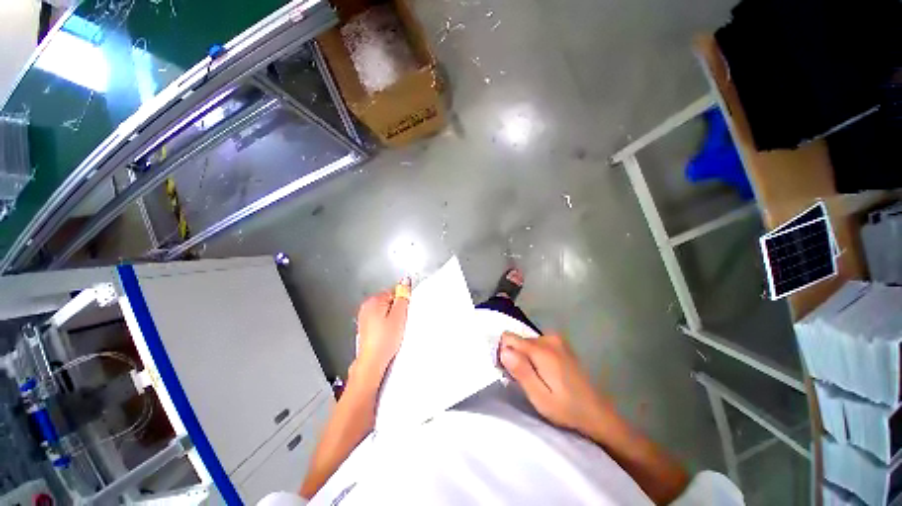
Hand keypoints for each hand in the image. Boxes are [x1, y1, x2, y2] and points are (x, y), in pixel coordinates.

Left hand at [352, 278, 410, 384]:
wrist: (372, 361)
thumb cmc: (385, 340)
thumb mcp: (399, 316)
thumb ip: (403, 297)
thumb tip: (405, 281)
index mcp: (374, 300)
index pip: (394, 292)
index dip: (401, 302)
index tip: (403, 313)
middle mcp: (366, 306)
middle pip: (388, 301)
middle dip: (396, 309)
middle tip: (399, 322)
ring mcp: (364, 317)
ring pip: (384, 311)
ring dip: (391, 317)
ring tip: (393, 330)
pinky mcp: (365, 327)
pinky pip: (379, 319)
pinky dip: (384, 324)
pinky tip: (387, 334)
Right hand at [499, 332, 614, 438]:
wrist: (598, 413)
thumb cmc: (567, 409)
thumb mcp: (540, 397)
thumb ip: (521, 371)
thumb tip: (503, 350)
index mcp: (541, 349)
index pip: (508, 338)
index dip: (504, 353)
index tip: (510, 372)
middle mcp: (548, 338)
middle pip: (518, 339)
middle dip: (515, 356)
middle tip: (525, 380)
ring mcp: (556, 339)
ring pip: (526, 342)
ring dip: (525, 357)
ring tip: (536, 378)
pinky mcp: (561, 344)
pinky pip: (537, 343)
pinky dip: (535, 355)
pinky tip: (545, 372)